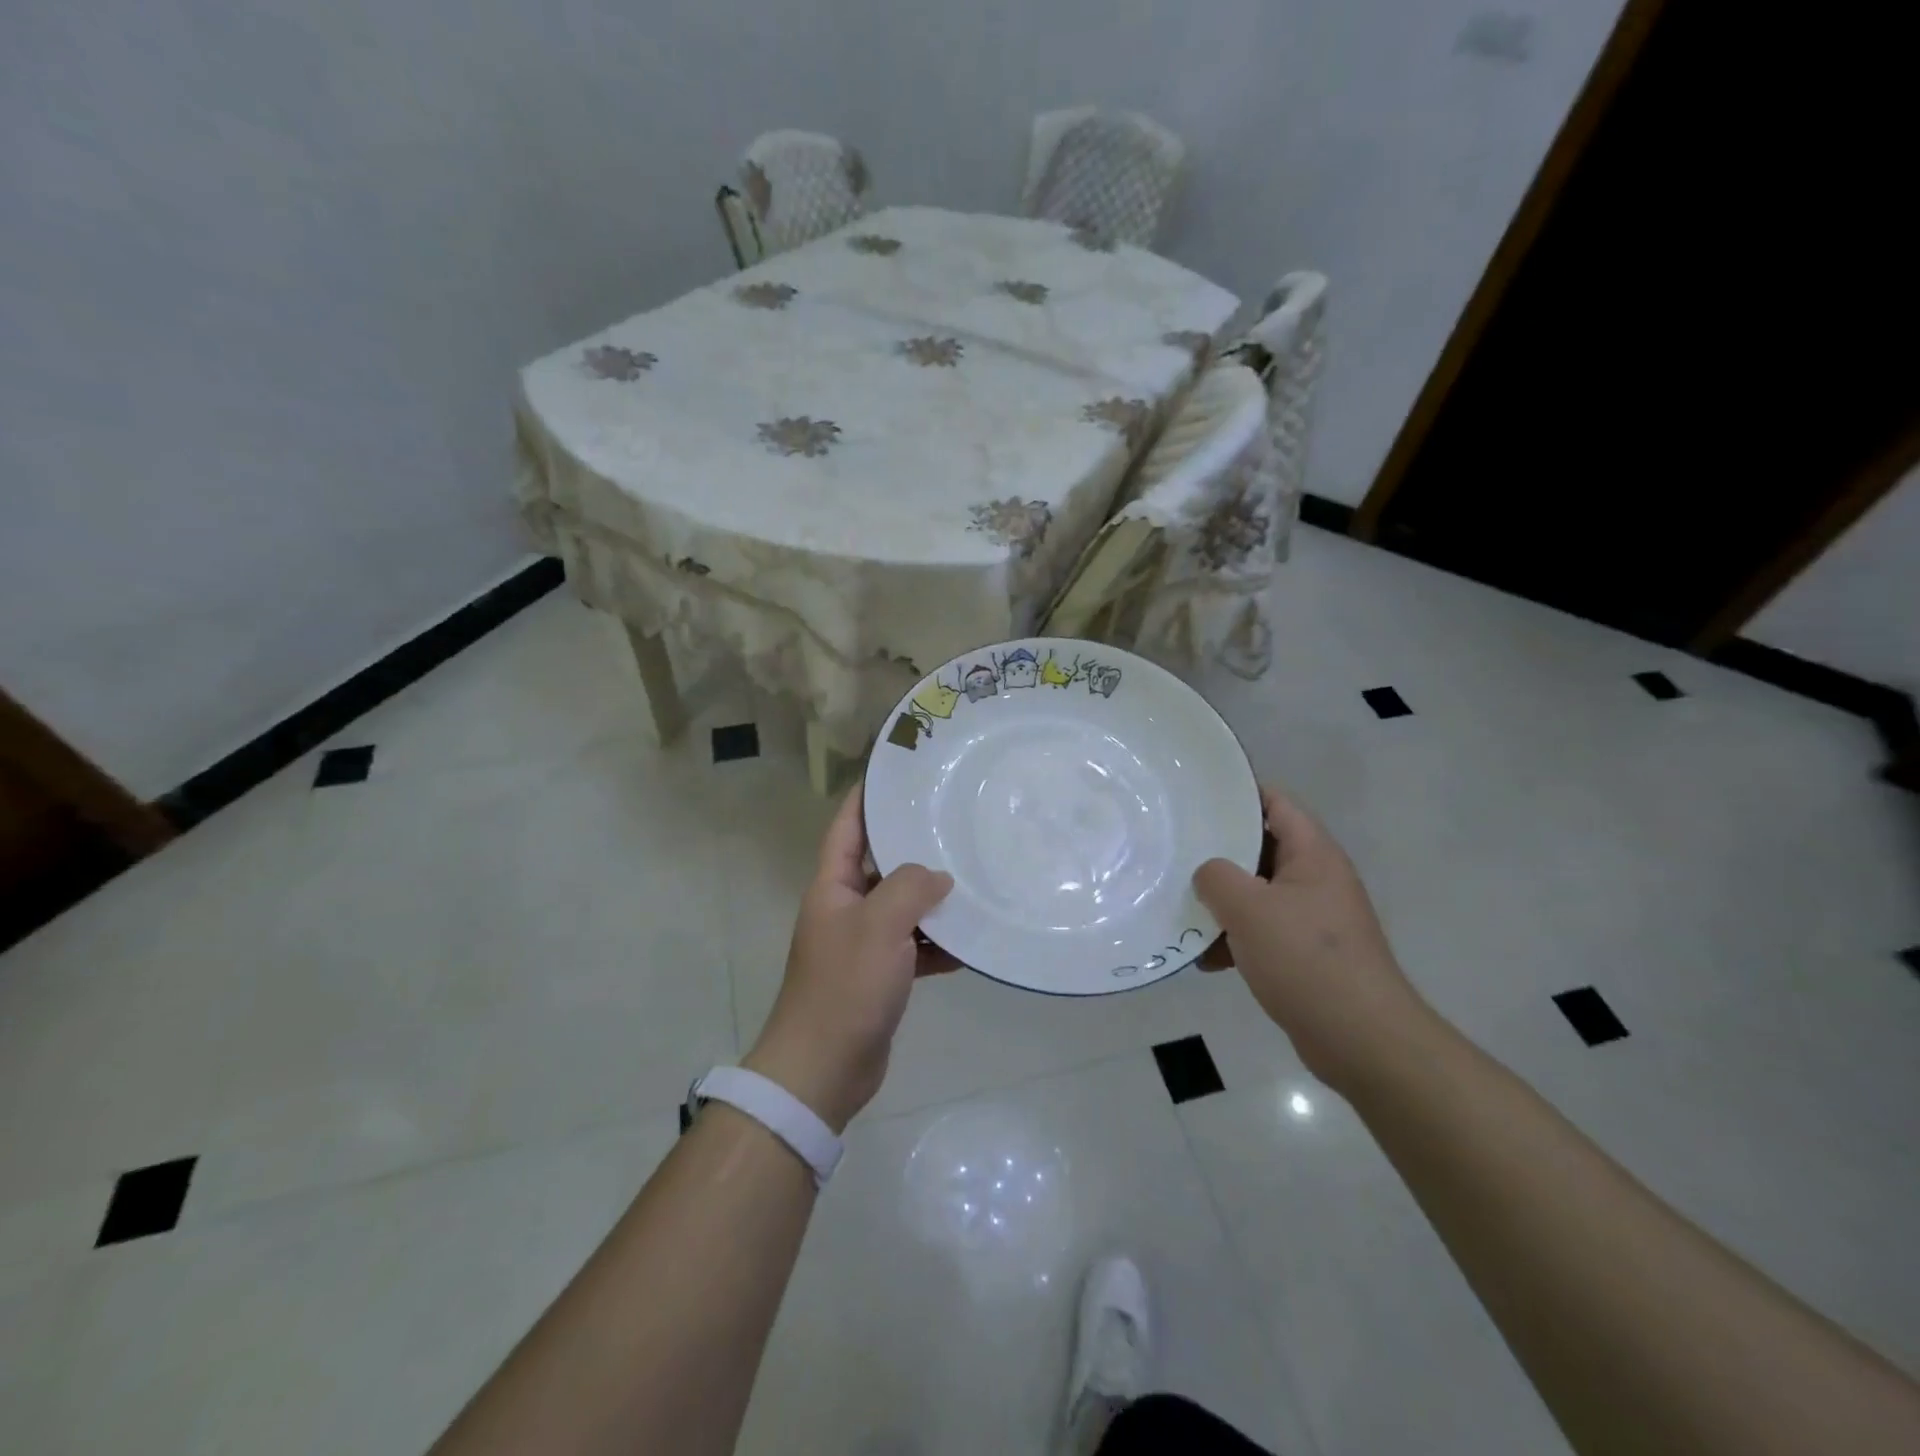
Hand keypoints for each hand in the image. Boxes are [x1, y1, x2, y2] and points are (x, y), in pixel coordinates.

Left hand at [744, 784, 954, 1133]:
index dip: (864, 798)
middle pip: (879, 866)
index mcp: (832, 887)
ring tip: (973, 880)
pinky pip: (912, 948)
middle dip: (912, 848)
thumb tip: (937, 875)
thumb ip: (909, 888)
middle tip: (953, 824)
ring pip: (901, 908)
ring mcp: (862, 944)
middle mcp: (844, 909)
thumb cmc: (845, 987)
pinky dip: (936, 945)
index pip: (846, 828)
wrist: (823, 1069)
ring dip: (932, 900)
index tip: (893, 773)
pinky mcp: (879, 977)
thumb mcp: (879, 925)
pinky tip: (968, 944)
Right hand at [1193, 784, 1433, 1092]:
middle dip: (1219, 853)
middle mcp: (1317, 879)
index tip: (1196, 797)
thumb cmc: (1306, 959)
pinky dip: (1236, 940)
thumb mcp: (1249, 909)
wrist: (1361, 1040)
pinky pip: (1263, 932)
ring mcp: (1314, 918)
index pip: (1276, 803)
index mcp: (1313, 855)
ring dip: (1223, 903)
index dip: (1238, 793)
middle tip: (1176, 850)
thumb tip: (1208, 874)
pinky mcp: (1307, 954)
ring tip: (1182, 909)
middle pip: (1261, 849)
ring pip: (1257, 893)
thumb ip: (1217, 877)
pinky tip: (1206, 959)